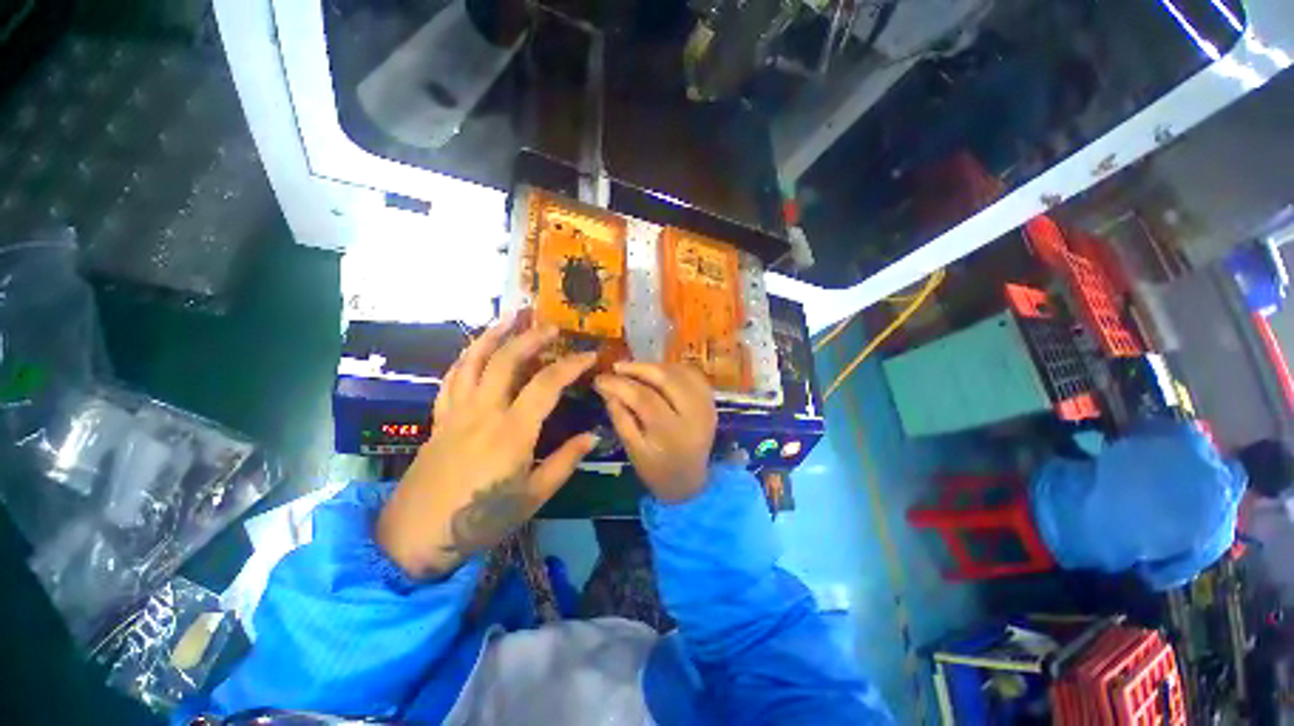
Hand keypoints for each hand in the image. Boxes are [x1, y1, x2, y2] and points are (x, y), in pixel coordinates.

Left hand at [376, 312, 598, 577]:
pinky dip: (467, 357)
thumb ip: (565, 461)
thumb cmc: (481, 520)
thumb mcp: (534, 496)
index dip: (572, 365)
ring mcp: (456, 411)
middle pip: (506, 361)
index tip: (590, 355)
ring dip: (493, 335)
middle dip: (531, 338)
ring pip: (473, 360)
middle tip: (552, 326)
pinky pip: (452, 377)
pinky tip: (477, 349)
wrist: (415, 538)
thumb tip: (593, 436)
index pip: (547, 385)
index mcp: (511, 432)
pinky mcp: (439, 417)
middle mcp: (483, 412)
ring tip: (510, 317)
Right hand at [594, 362, 715, 502]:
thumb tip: (607, 389)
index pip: (644, 398)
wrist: (690, 481)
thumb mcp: (633, 450)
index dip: (620, 385)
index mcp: (672, 433)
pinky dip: (673, 369)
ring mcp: (707, 405)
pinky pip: (693, 374)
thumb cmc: (657, 470)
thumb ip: (621, 418)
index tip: (600, 378)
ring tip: (634, 370)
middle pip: (667, 378)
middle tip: (617, 367)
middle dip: (639, 368)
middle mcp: (694, 414)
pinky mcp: (711, 400)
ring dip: (656, 366)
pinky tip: (657, 373)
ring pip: (681, 372)